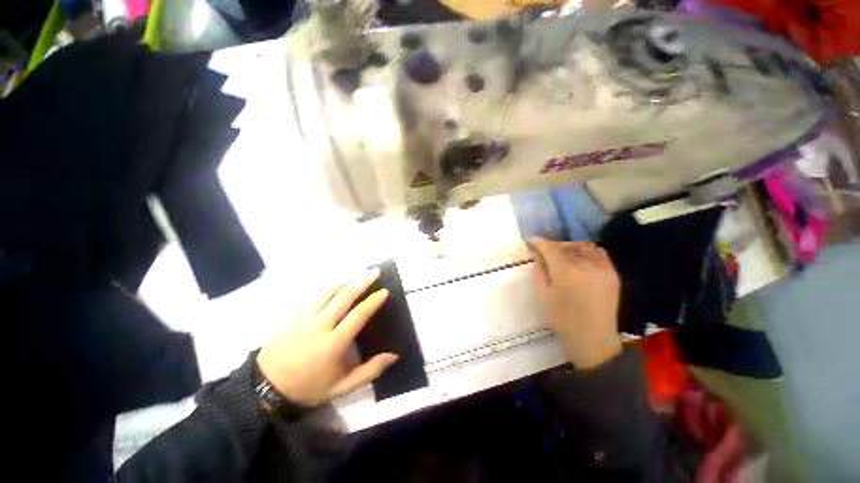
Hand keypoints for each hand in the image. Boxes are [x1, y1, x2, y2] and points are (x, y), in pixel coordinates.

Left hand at [256, 269, 397, 406]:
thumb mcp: (342, 387)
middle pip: (344, 297)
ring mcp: (302, 318)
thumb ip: (369, 371)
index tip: (384, 291)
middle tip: (375, 272)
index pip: (358, 315)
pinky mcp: (290, 315)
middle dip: (362, 282)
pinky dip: (325, 288)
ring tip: (355, 275)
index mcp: (333, 344)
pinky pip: (310, 296)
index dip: (373, 301)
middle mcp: (319, 326)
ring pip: (326, 292)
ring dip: (344, 281)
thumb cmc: (308, 387)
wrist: (267, 388)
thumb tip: (393, 356)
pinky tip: (332, 285)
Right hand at [530, 238, 622, 369]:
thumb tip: (538, 256)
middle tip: (545, 252)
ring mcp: (602, 269)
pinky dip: (587, 252)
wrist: (593, 339)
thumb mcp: (543, 296)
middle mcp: (585, 266)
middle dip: (553, 246)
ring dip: (570, 247)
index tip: (532, 241)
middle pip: (566, 246)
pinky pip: (599, 254)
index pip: (550, 249)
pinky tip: (581, 259)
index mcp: (565, 273)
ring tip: (563, 255)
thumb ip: (539, 272)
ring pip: (583, 247)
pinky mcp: (613, 274)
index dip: (540, 243)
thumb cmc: (562, 320)